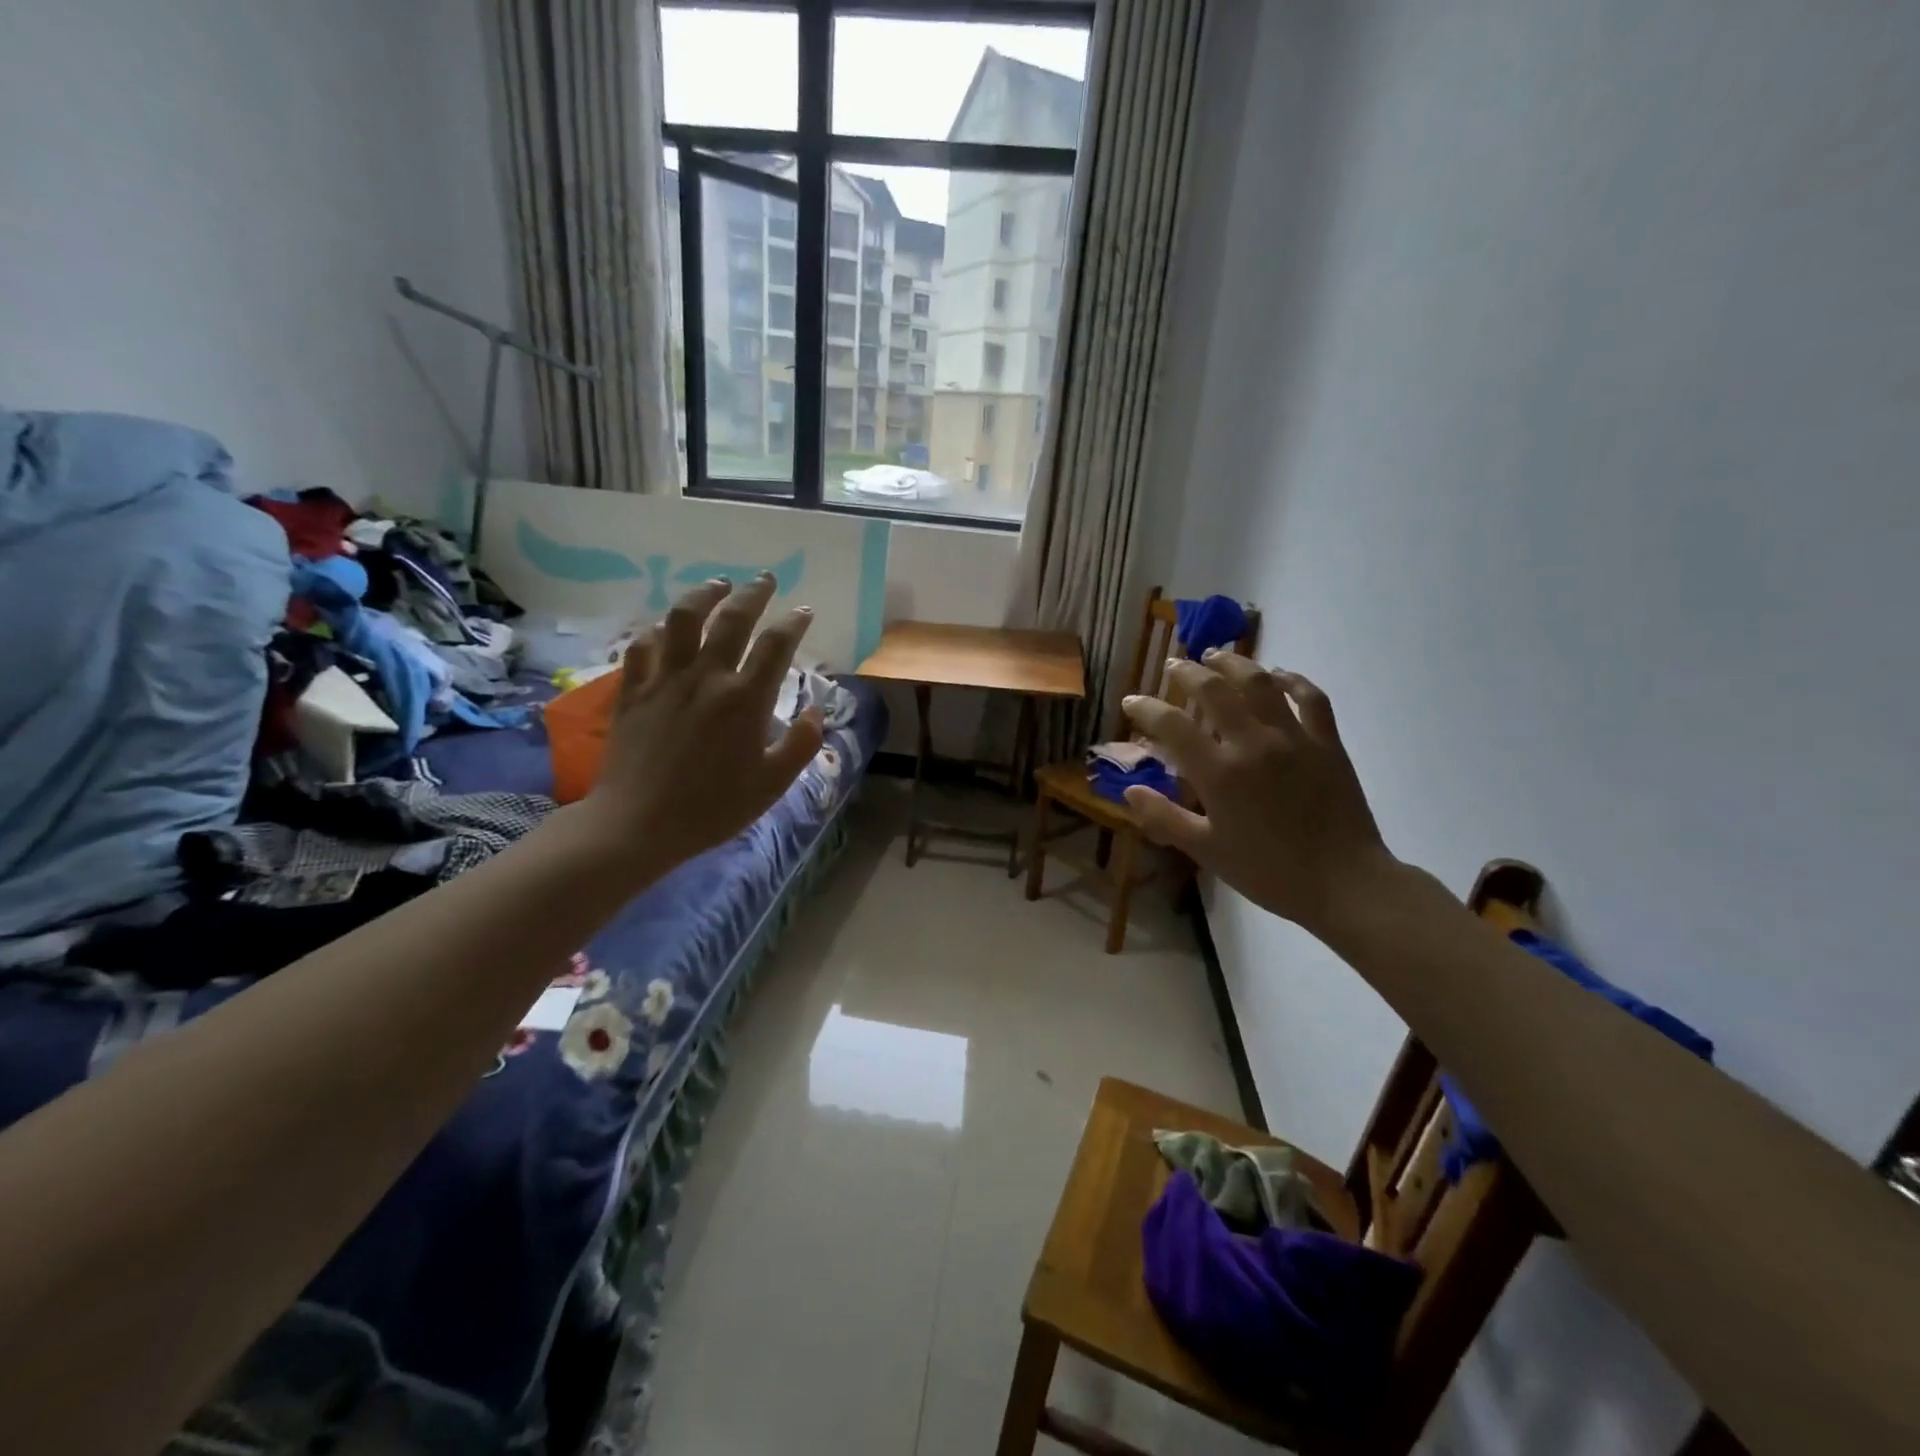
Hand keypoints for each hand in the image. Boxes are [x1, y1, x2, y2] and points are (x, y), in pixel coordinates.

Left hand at [582, 575, 822, 873]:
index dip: (794, 622)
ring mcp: (665, 679)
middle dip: (754, 593)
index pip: (776, 644)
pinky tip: (668, 629)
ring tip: (718, 585)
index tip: (804, 611)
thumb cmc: (713, 808)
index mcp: (746, 699)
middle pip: (733, 618)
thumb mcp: (772, 785)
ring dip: (705, 594)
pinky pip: (644, 645)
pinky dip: (659, 631)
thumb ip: (800, 744)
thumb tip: (814, 711)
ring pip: (684, 618)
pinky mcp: (633, 689)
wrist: (637, 824)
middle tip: (765, 579)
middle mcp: (707, 677)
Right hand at [1120, 655, 1395, 932]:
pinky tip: (1279, 675)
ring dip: (1234, 663)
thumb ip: (1164, 818)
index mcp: (1219, 773)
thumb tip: (1129, 790)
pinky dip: (1292, 680)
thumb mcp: (1206, 851)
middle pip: (1214, 690)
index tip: (1131, 701)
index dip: (1146, 708)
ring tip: (1216, 655)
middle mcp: (1253, 744)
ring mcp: (1294, 738)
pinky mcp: (1327, 742)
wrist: (1344, 884)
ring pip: (1260, 682)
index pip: (1172, 725)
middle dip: (1187, 672)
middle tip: (1172, 665)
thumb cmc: (1268, 872)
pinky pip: (1310, 697)